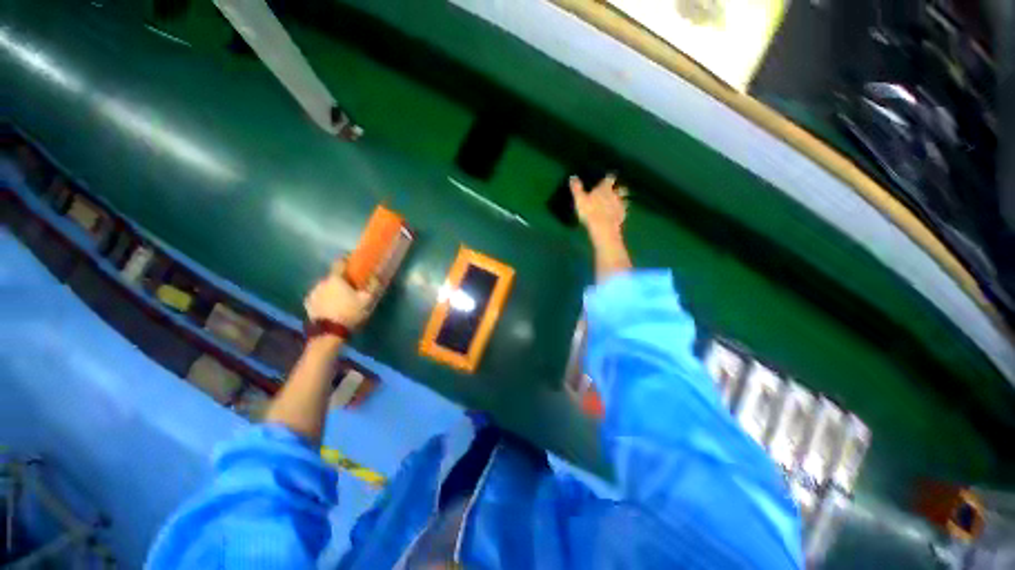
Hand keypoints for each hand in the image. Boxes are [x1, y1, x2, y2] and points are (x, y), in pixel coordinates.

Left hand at [303, 260, 379, 329]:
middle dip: (341, 279)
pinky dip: (325, 298)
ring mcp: (313, 293)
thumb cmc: (350, 313)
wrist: (328, 333)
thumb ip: (372, 285)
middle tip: (350, 287)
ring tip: (341, 299)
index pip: (340, 262)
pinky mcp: (308, 304)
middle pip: (333, 276)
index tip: (353, 262)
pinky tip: (331, 307)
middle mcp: (321, 282)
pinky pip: (319, 297)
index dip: (347, 260)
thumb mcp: (367, 300)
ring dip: (332, 289)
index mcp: (336, 278)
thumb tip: (376, 274)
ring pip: (325, 286)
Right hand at [569, 174, 627, 243]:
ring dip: (621, 200)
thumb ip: (576, 188)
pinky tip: (617, 215)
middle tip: (615, 190)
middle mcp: (615, 194)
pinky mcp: (622, 216)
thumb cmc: (590, 212)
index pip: (609, 178)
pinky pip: (623, 211)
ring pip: (624, 199)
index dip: (609, 178)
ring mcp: (620, 205)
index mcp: (605, 188)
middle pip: (621, 188)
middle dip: (619, 188)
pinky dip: (621, 212)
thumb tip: (572, 177)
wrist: (603, 227)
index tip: (609, 177)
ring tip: (617, 203)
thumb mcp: (579, 200)